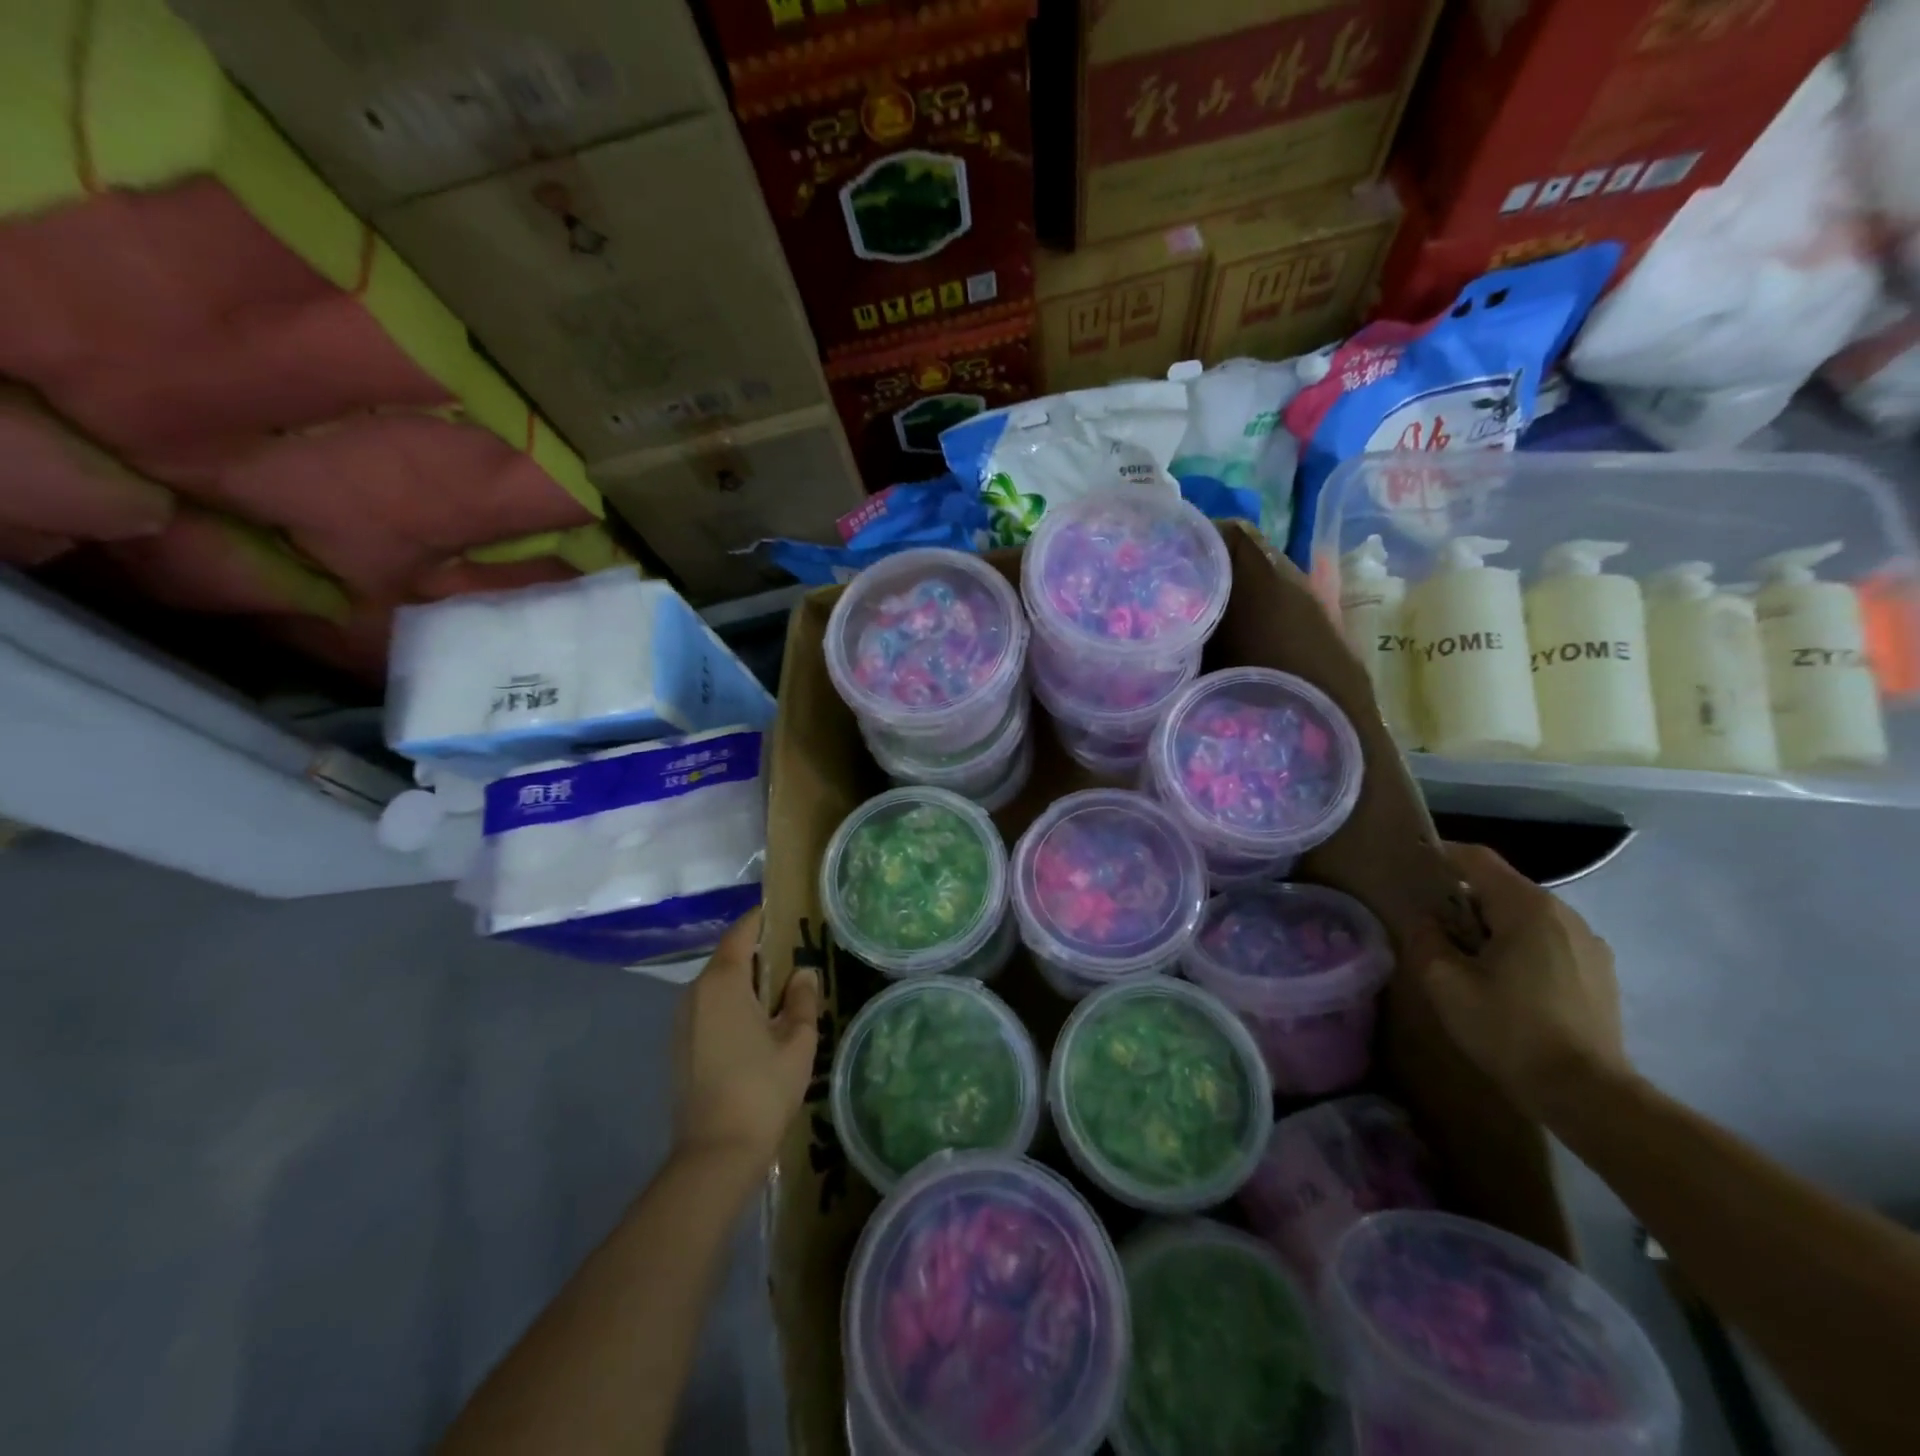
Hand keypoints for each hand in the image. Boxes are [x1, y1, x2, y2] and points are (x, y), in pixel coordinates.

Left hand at [672, 909, 820, 1172]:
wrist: (715, 1154)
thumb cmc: (762, 1089)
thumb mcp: (798, 1040)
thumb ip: (802, 999)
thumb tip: (803, 974)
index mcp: (723, 982)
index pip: (742, 932)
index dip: (763, 919)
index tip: (788, 913)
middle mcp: (695, 993)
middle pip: (729, 957)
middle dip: (760, 953)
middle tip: (796, 957)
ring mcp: (683, 1021)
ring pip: (719, 985)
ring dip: (747, 981)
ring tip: (782, 992)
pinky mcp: (680, 1047)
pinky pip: (710, 1008)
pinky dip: (733, 1004)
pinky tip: (758, 1025)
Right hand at [1418, 843, 1632, 1119]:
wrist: (1588, 1094)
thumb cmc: (1509, 1030)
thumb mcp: (1445, 983)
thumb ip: (1426, 938)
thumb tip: (1426, 920)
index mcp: (1527, 907)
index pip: (1477, 859)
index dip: (1442, 854)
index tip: (1415, 863)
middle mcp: (1565, 914)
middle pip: (1504, 886)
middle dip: (1465, 897)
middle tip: (1433, 921)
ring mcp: (1590, 943)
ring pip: (1528, 915)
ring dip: (1494, 923)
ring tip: (1468, 954)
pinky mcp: (1601, 972)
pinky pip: (1549, 940)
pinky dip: (1521, 944)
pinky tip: (1507, 980)